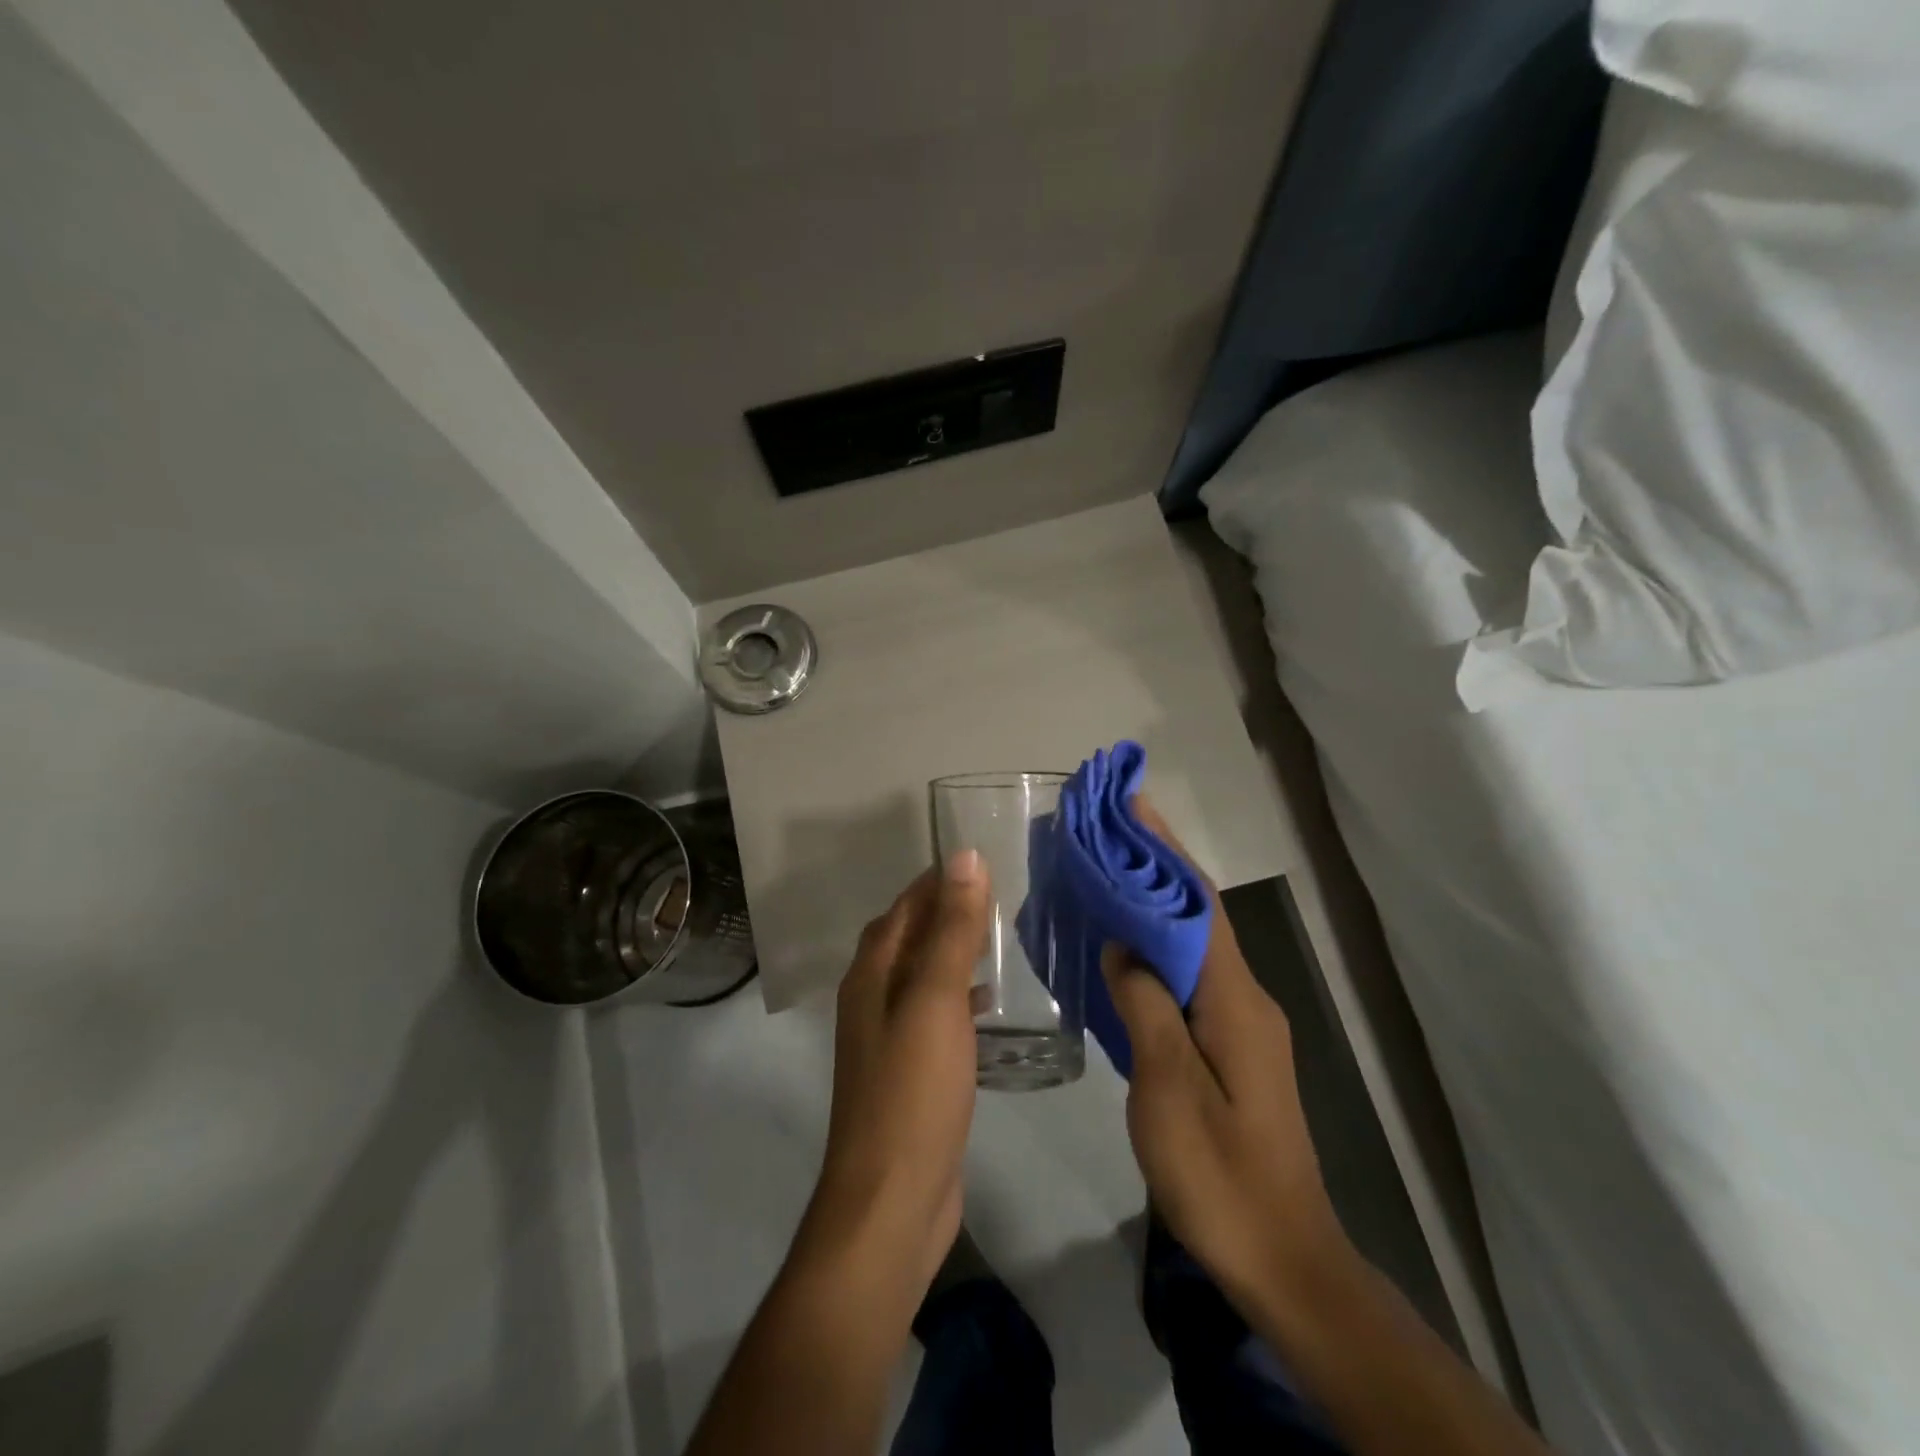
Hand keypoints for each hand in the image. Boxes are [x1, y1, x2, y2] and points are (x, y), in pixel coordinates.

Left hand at [802, 852, 990, 1293]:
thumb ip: (951, 929)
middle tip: (999, 896)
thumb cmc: (912, 1091)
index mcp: (872, 974)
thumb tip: (964, 856)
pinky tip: (989, 1004)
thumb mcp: (936, 1001)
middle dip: (947, 911)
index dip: (937, 881)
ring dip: (953, 952)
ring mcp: (890, 1038)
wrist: (892, 1202)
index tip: (981, 860)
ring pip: (923, 976)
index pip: (904, 907)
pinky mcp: (911, 1072)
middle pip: (909, 937)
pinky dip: (958, 996)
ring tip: (999, 939)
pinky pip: (935, 1015)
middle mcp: (873, 998)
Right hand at [1103, 801, 1348, 1318]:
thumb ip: (1146, 1007)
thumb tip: (1124, 946)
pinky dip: (1156, 946)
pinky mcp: (1231, 1046)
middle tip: (1105, 828)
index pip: (1197, 903)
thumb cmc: (1221, 1176)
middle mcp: (1245, 997)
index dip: (1164, 849)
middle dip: (1155, 863)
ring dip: (1154, 902)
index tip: (1132, 802)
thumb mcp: (1169, 1089)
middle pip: (1197, 914)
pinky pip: (1189, 977)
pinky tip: (1124, 946)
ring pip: (1193, 944)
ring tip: (1105, 871)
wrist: (1283, 1259)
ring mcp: (1241, 1023)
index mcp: (1235, 999)